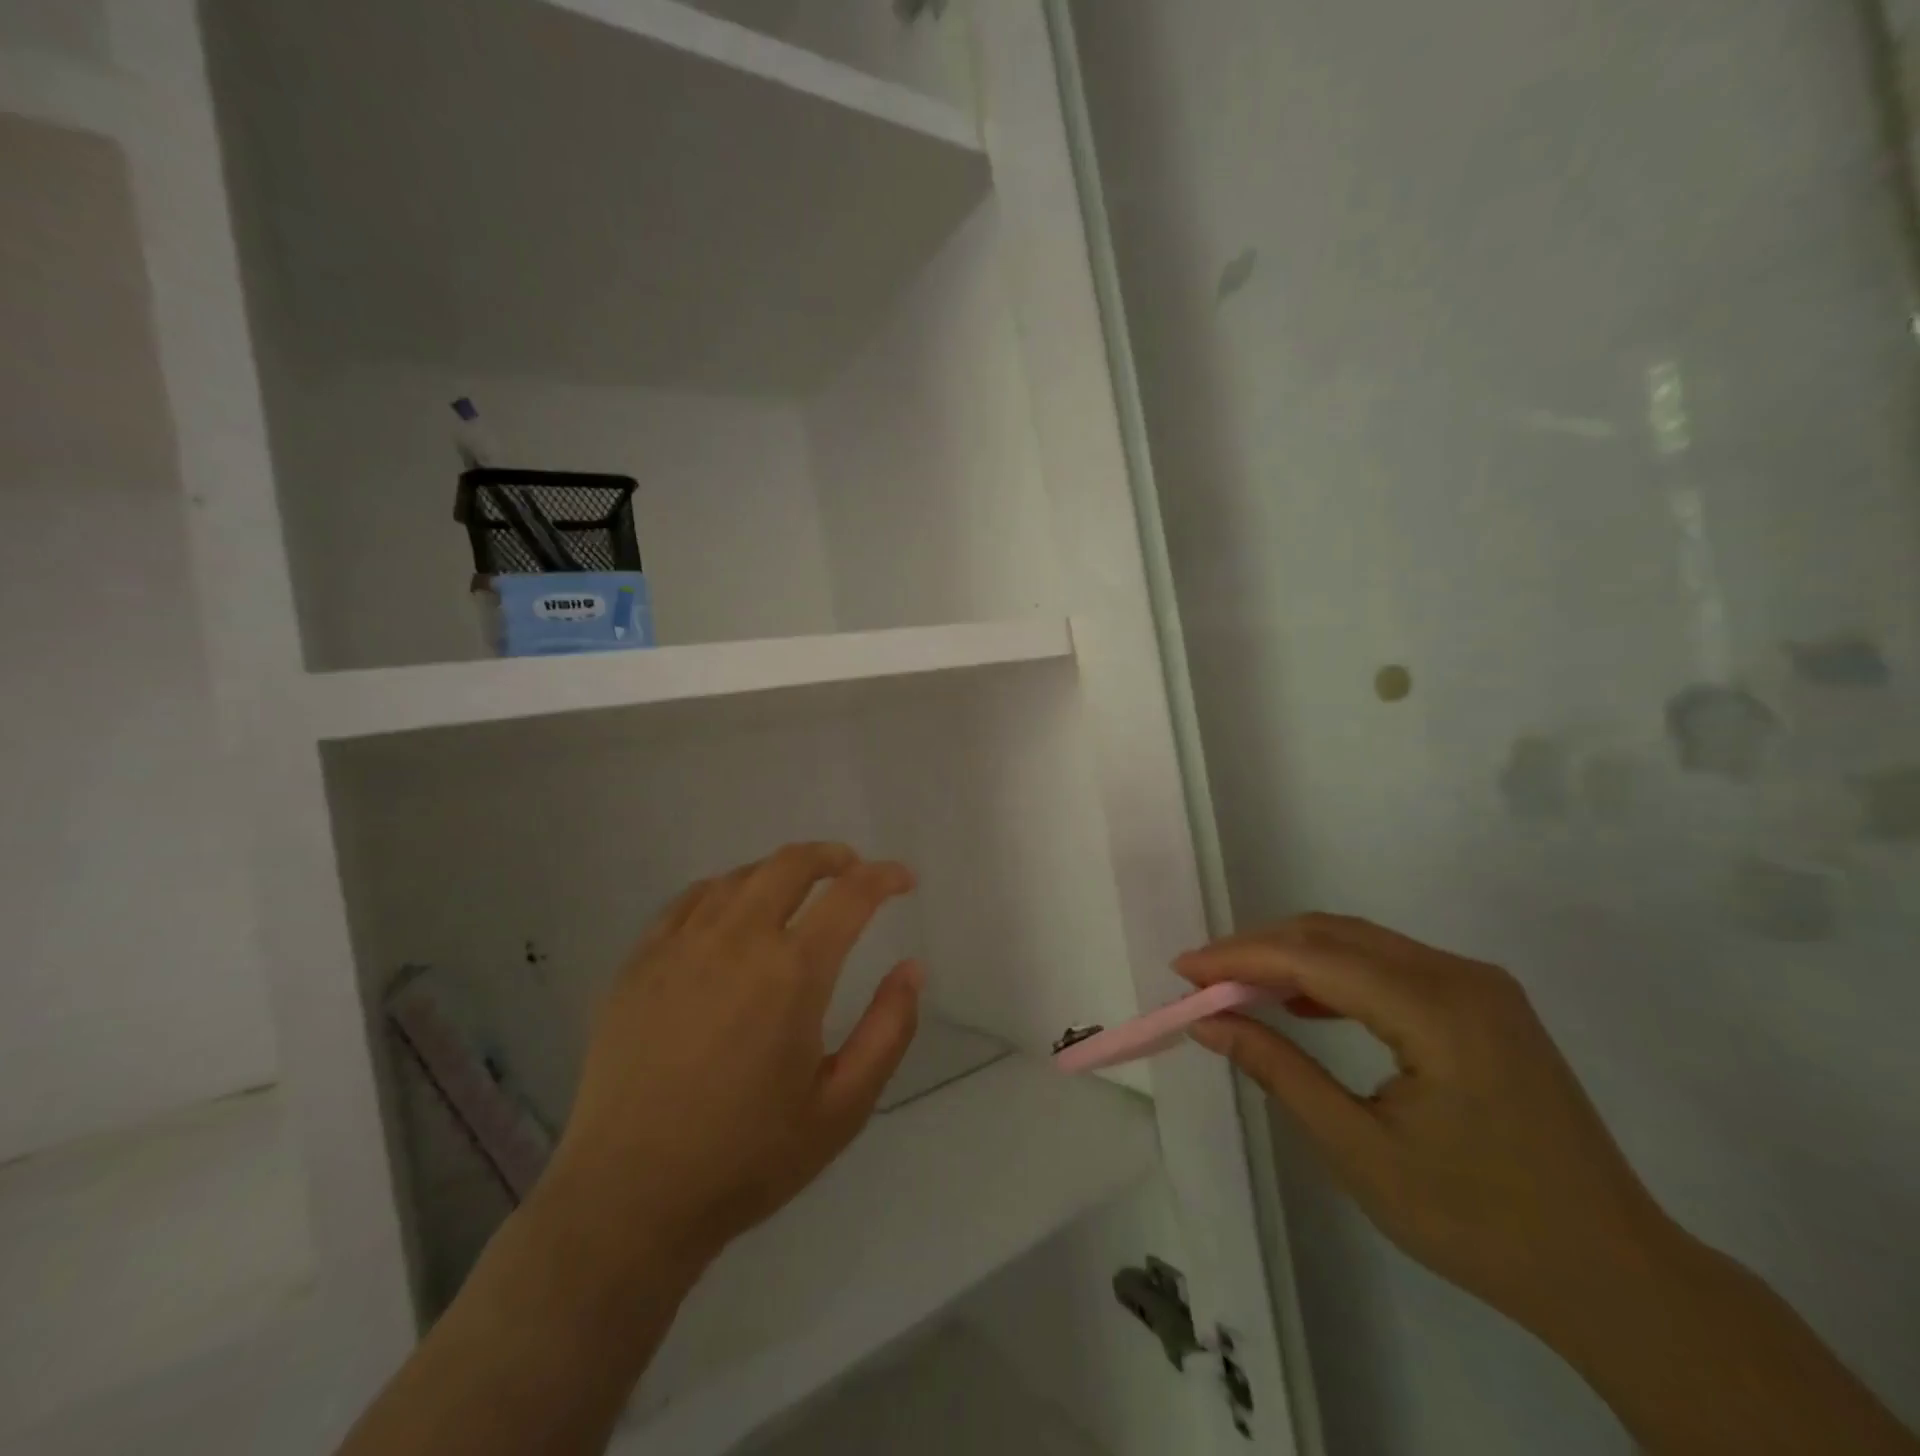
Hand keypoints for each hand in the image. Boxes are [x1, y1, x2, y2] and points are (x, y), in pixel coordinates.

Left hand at [539, 843, 922, 1284]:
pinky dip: (726, 890)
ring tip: (798, 890)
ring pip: (740, 876)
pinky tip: (731, 911)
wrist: (629, 1198)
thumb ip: (888, 1030)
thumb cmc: (748, 1158)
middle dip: (832, 856)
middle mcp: (738, 941)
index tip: (903, 879)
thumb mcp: (842, 1107)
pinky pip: (690, 900)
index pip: (851, 895)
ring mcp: (682, 946)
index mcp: (793, 973)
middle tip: (852, 869)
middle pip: (791, 864)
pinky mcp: (640, 962)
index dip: (884, 876)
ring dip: (780, 871)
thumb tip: (912, 968)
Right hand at [1178, 915, 1676, 1335]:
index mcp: (1438, 1011)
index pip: (1315, 957)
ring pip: (1360, 942)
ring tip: (1237, 987)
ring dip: (1292, 956)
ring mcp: (1478, 984)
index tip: (1182, 970)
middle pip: (1334, 934)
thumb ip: (1279, 1072)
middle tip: (1201, 979)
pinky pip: (1388, 965)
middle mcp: (1460, 976)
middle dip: (1258, 949)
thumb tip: (1209, 1024)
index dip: (1239, 957)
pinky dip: (1333, 973)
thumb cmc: (1482, 1223)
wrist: (1616, 1274)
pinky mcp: (1482, 1001)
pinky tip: (1302, 1001)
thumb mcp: (1361, 1153)